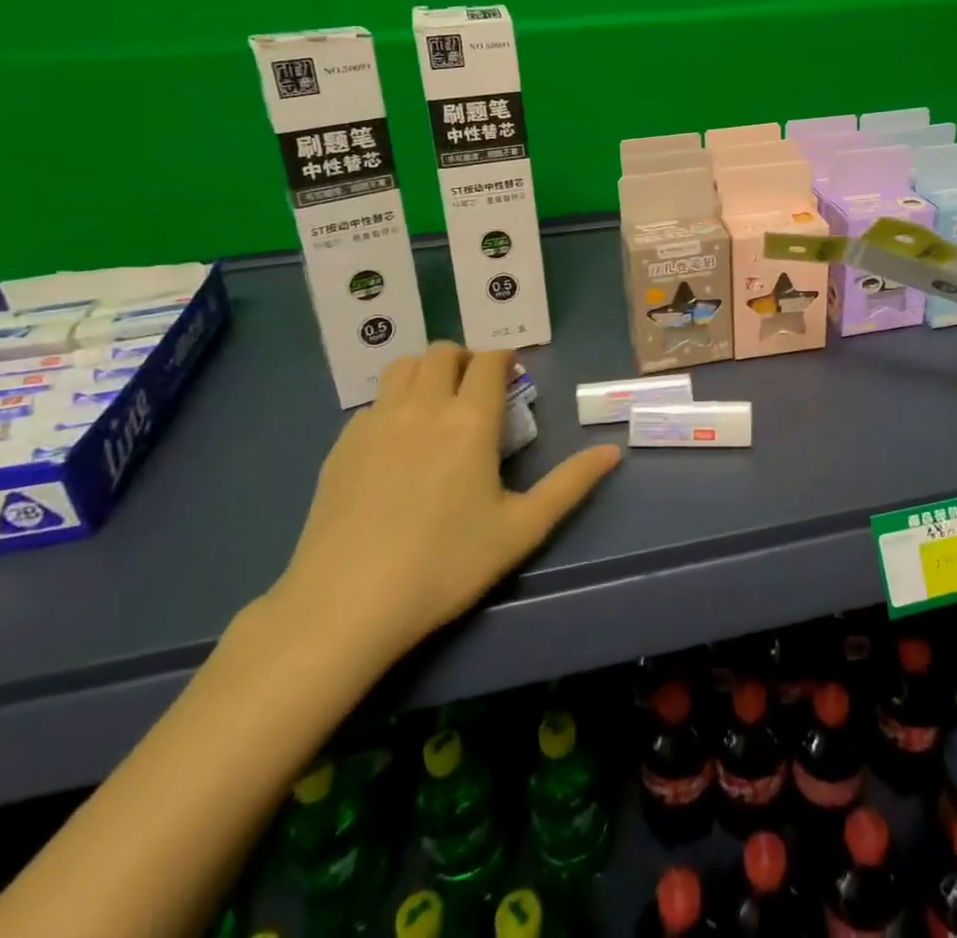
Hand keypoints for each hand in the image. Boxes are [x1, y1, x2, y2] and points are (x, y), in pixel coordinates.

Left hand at [266, 344, 618, 679]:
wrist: (347, 603)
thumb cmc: (445, 565)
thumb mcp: (521, 529)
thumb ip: (570, 484)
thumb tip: (613, 451)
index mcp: (470, 420)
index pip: (490, 361)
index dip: (505, 361)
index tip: (512, 379)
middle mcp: (424, 406)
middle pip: (444, 352)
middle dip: (467, 360)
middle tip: (477, 393)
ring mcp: (377, 421)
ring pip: (404, 366)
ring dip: (427, 371)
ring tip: (437, 405)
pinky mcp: (343, 443)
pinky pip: (375, 401)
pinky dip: (394, 403)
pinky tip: (397, 444)